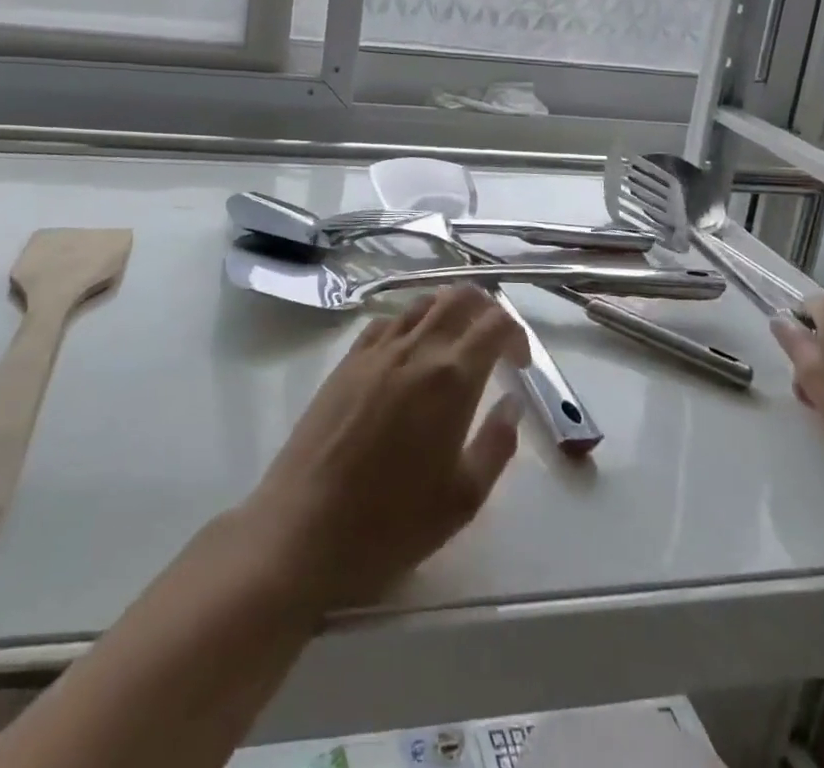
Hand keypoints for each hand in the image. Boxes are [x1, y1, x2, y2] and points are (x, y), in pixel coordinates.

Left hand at [234, 286, 529, 616]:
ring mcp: (377, 350)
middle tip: (495, 342)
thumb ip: (496, 444)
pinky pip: (387, 321)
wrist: (304, 527)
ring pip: (421, 302)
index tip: (519, 364)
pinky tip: (410, 351)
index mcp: (451, 379)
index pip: (495, 324)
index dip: (517, 334)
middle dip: (486, 308)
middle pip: (459, 297)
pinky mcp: (347, 359)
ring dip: (448, 310)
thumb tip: (511, 403)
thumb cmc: (391, 523)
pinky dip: (410, 322)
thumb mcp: (463, 499)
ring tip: (457, 342)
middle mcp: (416, 349)